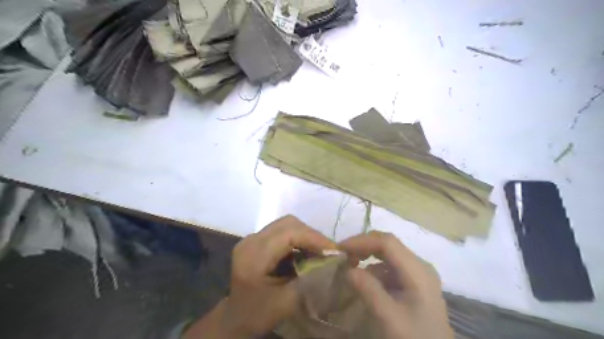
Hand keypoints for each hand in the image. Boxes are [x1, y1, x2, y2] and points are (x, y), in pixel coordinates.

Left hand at [185, 216, 334, 337]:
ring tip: (319, 252)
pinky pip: (282, 231)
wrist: (235, 318)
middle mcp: (251, 240)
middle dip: (312, 235)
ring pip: (287, 225)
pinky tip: (305, 253)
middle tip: (328, 251)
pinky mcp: (256, 241)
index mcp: (254, 255)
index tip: (334, 251)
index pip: (289, 233)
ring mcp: (252, 238)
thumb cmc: (258, 313)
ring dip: (306, 236)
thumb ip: (309, 281)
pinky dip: (298, 239)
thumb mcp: (286, 303)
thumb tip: (332, 263)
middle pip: (288, 223)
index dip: (314, 238)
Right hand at [340, 231, 452, 338]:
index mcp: (418, 270)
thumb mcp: (389, 317)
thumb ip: (368, 290)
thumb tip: (347, 269)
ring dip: (367, 258)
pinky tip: (365, 283)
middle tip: (343, 256)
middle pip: (388, 245)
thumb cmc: (414, 338)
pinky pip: (390, 268)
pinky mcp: (413, 283)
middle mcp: (419, 266)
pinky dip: (374, 271)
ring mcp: (417, 274)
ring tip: (350, 270)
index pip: (387, 243)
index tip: (340, 249)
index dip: (362, 241)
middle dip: (363, 247)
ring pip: (388, 255)